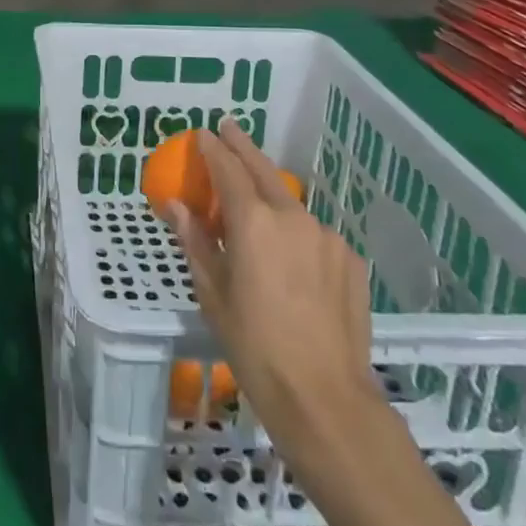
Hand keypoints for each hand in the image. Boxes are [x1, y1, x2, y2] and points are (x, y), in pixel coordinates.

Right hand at [168, 120, 379, 443]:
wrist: (326, 397)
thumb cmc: (254, 346)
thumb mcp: (213, 293)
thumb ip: (195, 241)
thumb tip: (175, 205)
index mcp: (254, 222)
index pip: (228, 170)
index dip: (213, 149)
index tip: (202, 133)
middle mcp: (292, 216)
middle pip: (263, 169)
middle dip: (242, 146)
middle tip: (229, 129)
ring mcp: (326, 236)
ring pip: (291, 204)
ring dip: (271, 194)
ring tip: (257, 206)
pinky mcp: (349, 258)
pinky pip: (314, 234)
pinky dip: (297, 232)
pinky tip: (291, 259)